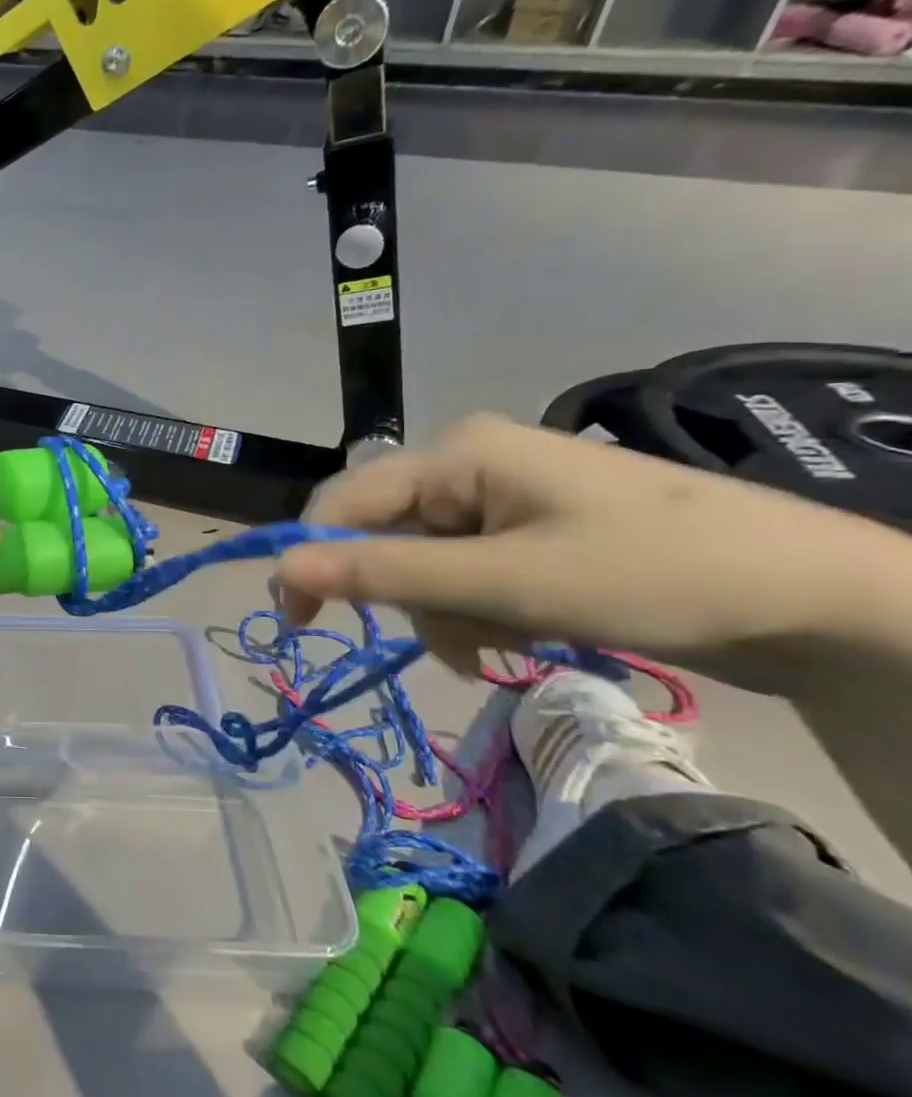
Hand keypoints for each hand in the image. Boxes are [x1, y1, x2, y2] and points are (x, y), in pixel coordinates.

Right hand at [275, 414, 911, 691]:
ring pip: (420, 561)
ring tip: (498, 642)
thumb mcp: (504, 583)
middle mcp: (467, 464)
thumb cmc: (652, 574)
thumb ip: (385, 573)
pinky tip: (512, 634)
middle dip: (404, 593)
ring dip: (443, 611)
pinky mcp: (525, 530)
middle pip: (383, 533)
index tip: (297, 622)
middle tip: (448, 638)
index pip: (343, 501)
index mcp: (457, 453)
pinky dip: (472, 610)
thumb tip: (281, 568)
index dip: (311, 558)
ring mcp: (499, 497)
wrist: (816, 598)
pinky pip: (460, 570)